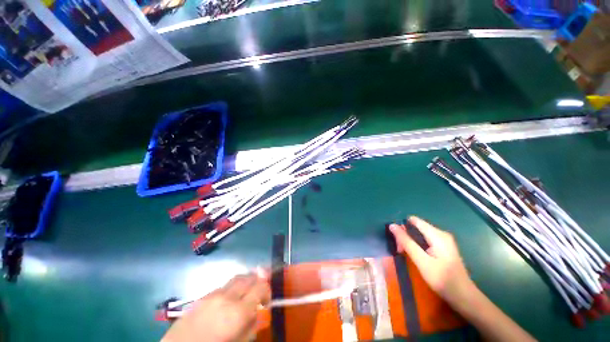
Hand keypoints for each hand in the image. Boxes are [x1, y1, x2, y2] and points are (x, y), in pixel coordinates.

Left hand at [162, 273, 270, 341]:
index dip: (267, 289)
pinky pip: (223, 286)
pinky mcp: (201, 296)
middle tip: (259, 290)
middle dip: (257, 280)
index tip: (267, 300)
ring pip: (236, 278)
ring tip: (246, 292)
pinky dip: (231, 287)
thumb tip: (259, 310)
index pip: (261, 287)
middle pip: (249, 277)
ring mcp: (212, 294)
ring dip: (245, 281)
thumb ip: (252, 325)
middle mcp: (227, 297)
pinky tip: (228, 299)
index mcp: (238, 311)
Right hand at [389, 216, 474, 306]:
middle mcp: (441, 233)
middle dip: (405, 237)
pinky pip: (425, 240)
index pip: (414, 221)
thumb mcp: (422, 261)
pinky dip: (417, 246)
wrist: (464, 297)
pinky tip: (415, 256)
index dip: (402, 227)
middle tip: (400, 251)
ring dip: (410, 242)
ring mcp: (443, 240)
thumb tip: (392, 225)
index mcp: (437, 234)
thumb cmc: (443, 280)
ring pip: (419, 234)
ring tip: (405, 254)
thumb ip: (406, 242)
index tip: (396, 240)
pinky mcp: (443, 247)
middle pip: (416, 227)